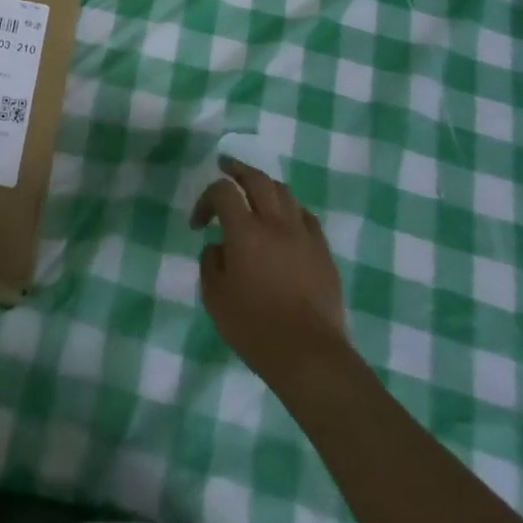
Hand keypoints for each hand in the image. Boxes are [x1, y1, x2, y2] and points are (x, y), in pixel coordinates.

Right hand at [191, 158, 348, 390]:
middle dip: (238, 169)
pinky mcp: (323, 252)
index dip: (205, 199)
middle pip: (257, 179)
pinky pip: (306, 217)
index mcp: (245, 232)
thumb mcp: (214, 297)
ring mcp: (304, 236)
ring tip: (254, 190)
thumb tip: (219, 247)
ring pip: (285, 193)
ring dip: (265, 185)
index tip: (198, 224)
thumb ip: (211, 263)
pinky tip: (284, 221)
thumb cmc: (254, 328)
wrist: (310, 356)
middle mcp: (275, 224)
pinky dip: (290, 210)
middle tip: (225, 166)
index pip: (222, 192)